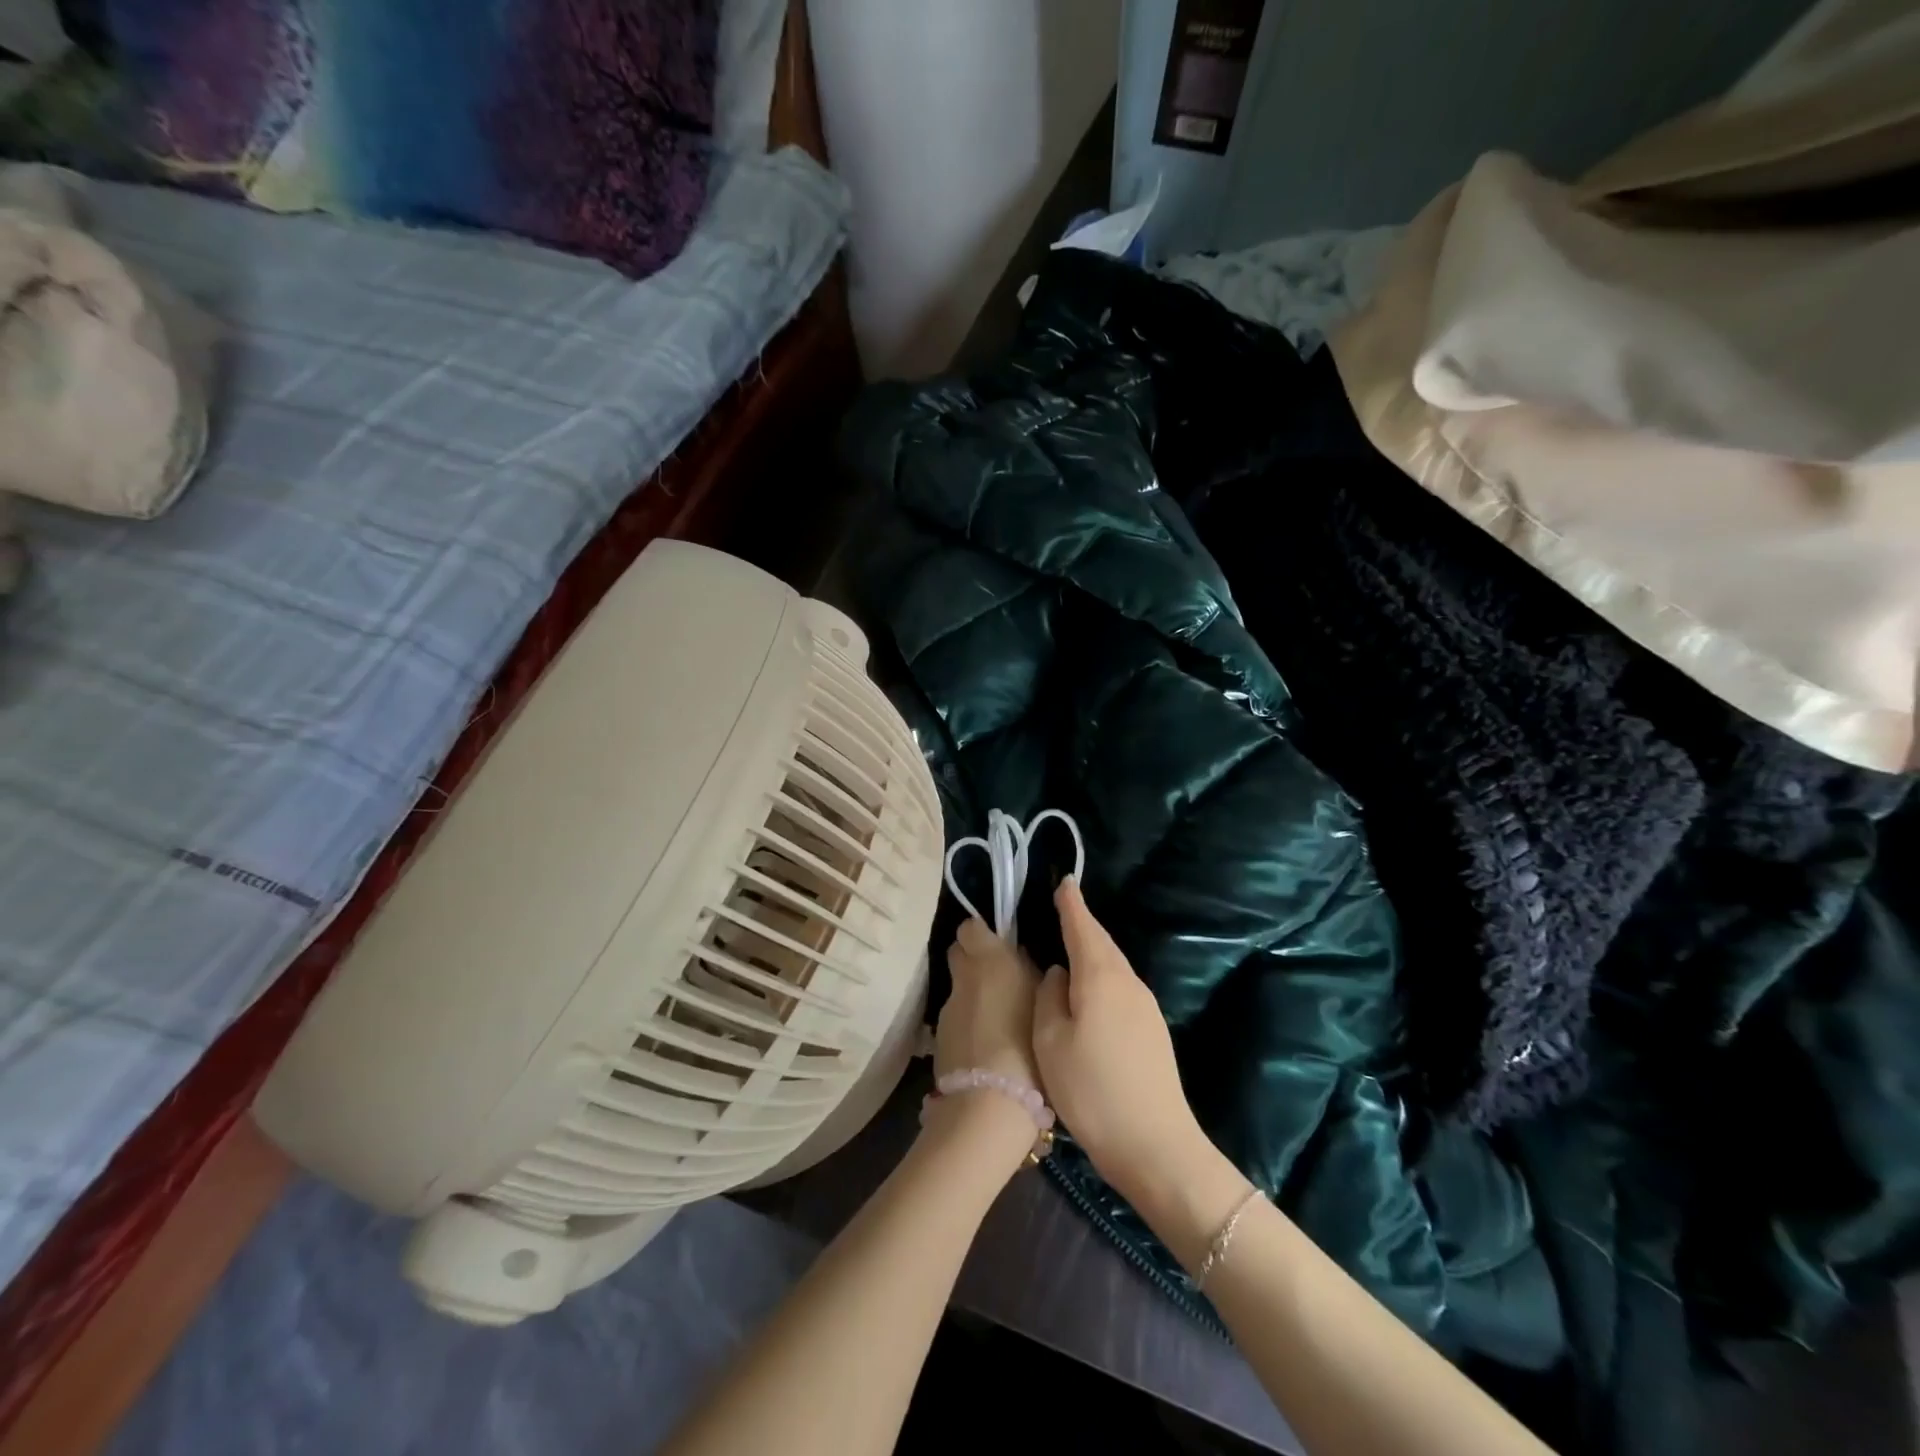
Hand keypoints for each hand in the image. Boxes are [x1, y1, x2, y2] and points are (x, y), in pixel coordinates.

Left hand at [928, 918, 1044, 1164]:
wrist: (991, 1101)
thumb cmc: (1029, 1043)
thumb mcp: (1044, 1001)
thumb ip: (1029, 973)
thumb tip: (1020, 958)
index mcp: (989, 958)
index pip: (970, 927)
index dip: (981, 933)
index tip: (998, 945)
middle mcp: (963, 976)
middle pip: (958, 953)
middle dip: (973, 960)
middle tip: (998, 979)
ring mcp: (947, 1007)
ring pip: (958, 989)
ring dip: (972, 996)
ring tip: (998, 1020)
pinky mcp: (938, 1038)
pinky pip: (955, 1020)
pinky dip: (968, 1025)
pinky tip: (986, 1046)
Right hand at [1033, 879, 1206, 1202]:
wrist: (1156, 1146)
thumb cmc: (1092, 1090)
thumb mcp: (1051, 1042)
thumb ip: (1049, 998)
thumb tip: (1058, 974)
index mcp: (1101, 977)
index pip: (1083, 928)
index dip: (1071, 905)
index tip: (1064, 882)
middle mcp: (1128, 982)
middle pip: (1102, 944)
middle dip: (1081, 925)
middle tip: (1061, 909)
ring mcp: (1145, 1007)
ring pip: (1112, 966)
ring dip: (1092, 952)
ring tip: (1068, 947)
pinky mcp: (1152, 1030)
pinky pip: (1120, 987)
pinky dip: (1101, 977)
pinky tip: (1088, 992)